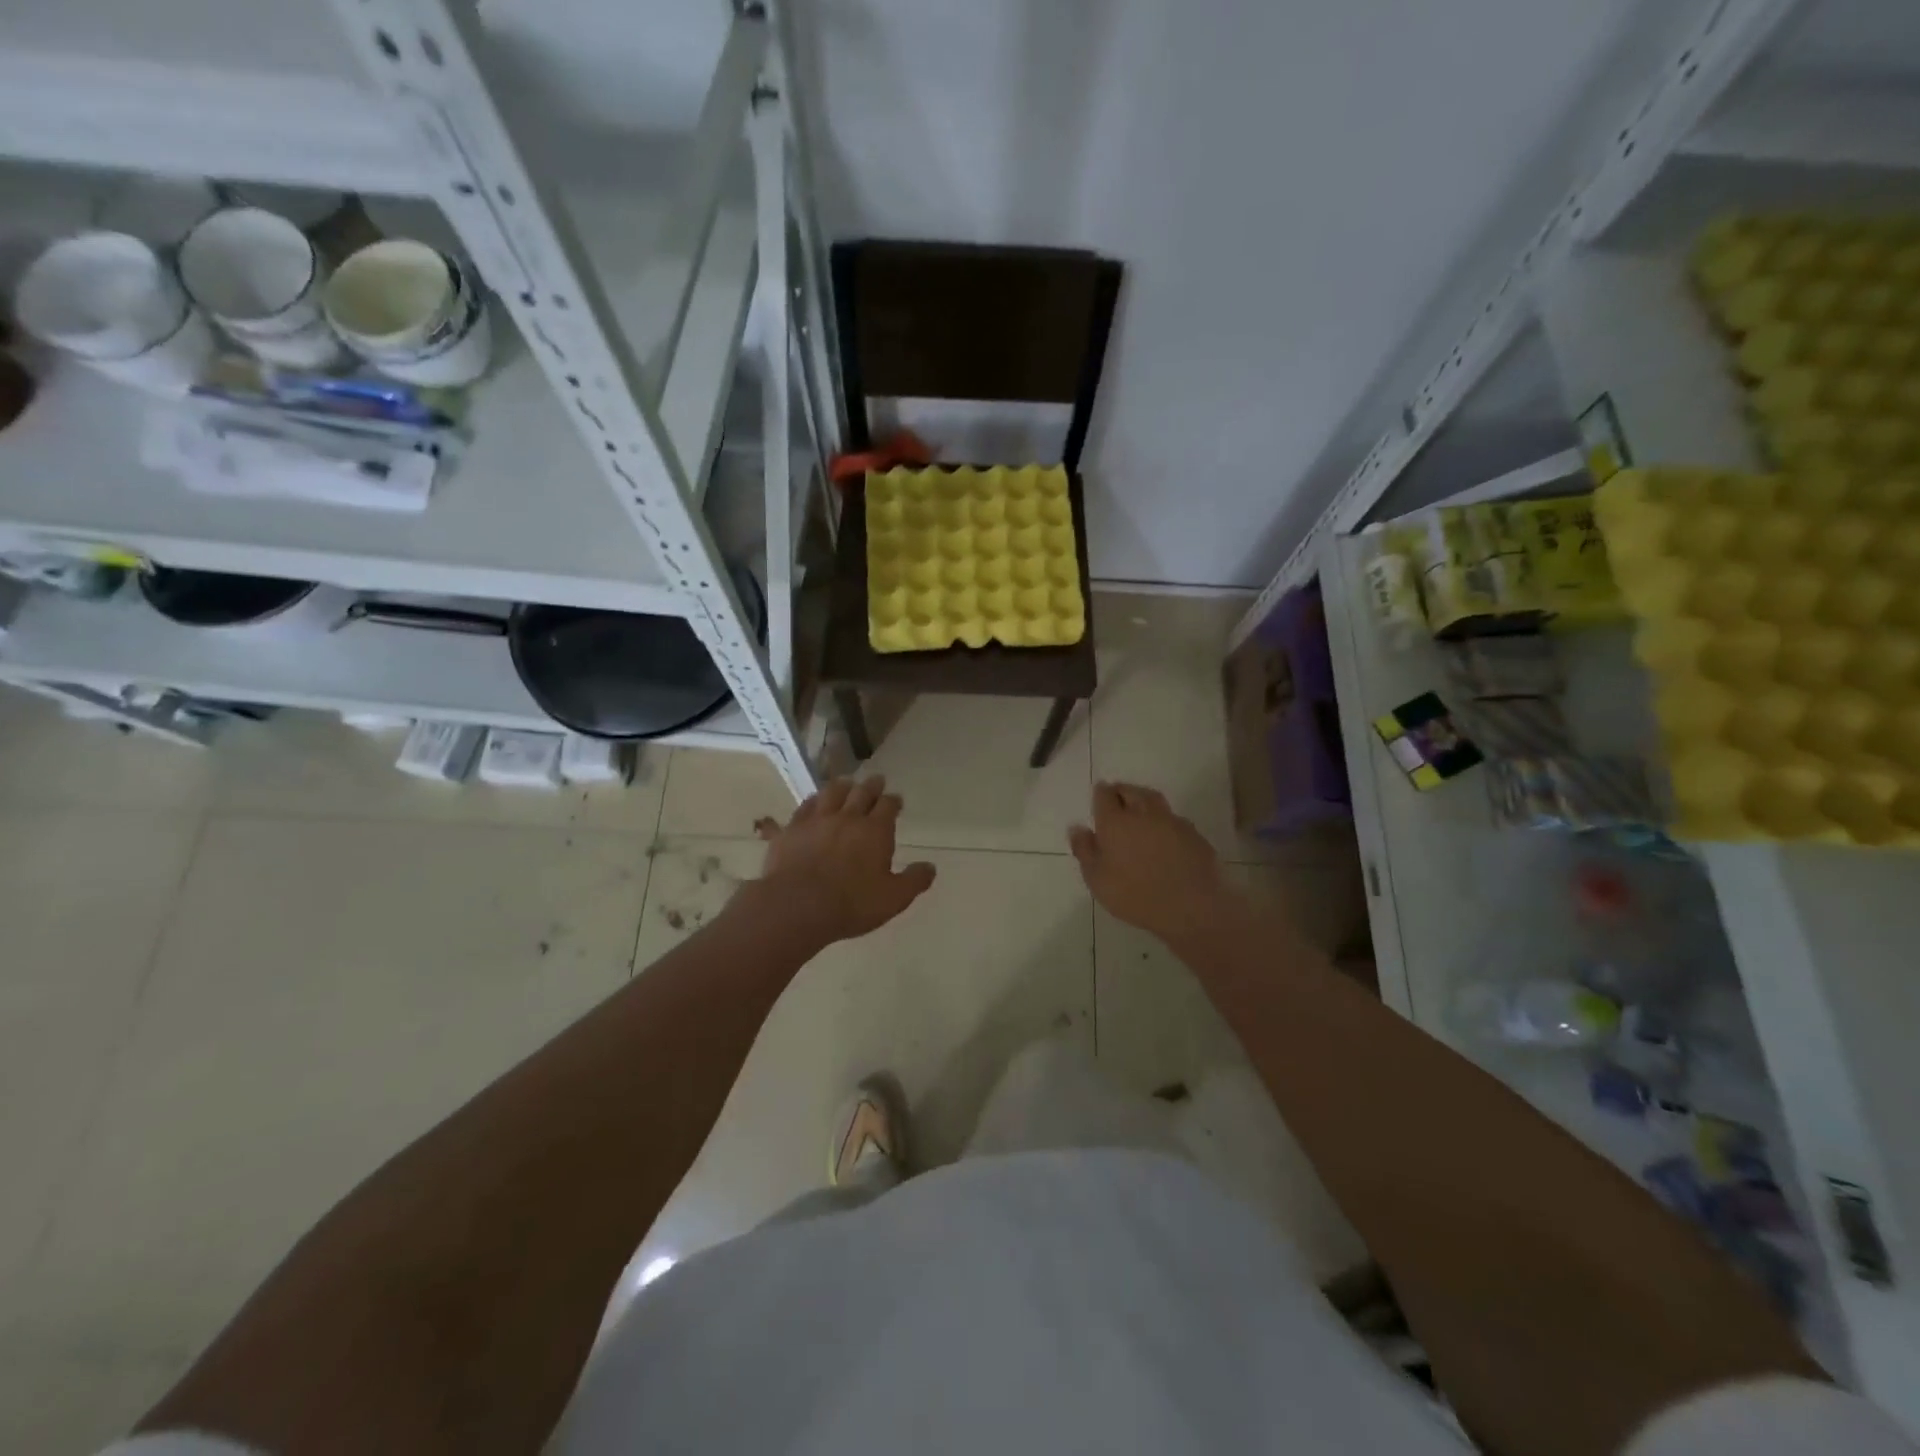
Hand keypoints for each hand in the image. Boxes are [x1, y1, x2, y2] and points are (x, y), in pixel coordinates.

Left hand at [752, 775, 935, 944]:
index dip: (893, 801)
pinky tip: (803, 806)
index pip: (888, 806)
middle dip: (871, 786)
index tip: (896, 800)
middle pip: (861, 793)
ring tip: (845, 784)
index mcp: (875, 831)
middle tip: (876, 781)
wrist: (798, 906)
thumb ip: (914, 880)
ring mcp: (816, 821)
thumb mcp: (893, 898)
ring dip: (841, 786)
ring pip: (830, 793)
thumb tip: (931, 867)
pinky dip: (807, 804)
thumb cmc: (852, 904)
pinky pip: (800, 809)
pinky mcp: (790, 830)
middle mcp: (847, 818)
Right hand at [1069, 782, 1239, 946]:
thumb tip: (1077, 828)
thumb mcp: (1097, 879)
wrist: (1191, 907)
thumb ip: (1084, 850)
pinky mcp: (1194, 834)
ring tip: (1139, 814)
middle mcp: (1144, 814)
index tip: (1099, 798)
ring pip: (1154, 801)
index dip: (1101, 794)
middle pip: (1131, 791)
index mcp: (1116, 822)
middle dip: (1122, 792)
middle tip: (1117, 800)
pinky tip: (1164, 837)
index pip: (1104, 795)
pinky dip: (1164, 822)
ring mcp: (1172, 822)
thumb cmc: (1135, 895)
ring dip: (1144, 801)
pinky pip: (1173, 819)